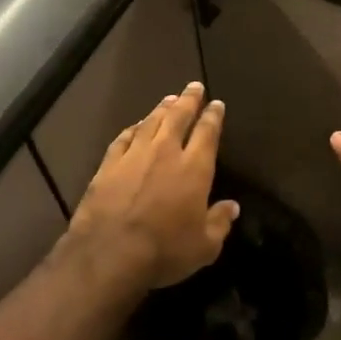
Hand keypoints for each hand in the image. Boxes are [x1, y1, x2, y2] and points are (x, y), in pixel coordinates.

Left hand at [66, 82, 238, 288]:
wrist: (109, 253)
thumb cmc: (164, 251)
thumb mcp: (204, 246)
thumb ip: (219, 223)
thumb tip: (232, 207)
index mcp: (194, 168)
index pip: (207, 133)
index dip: (213, 116)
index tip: (216, 104)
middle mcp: (165, 152)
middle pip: (178, 117)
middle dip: (188, 100)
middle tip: (194, 86)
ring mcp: (134, 155)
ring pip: (151, 122)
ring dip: (162, 109)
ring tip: (169, 99)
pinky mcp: (109, 164)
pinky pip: (124, 138)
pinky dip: (133, 129)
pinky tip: (136, 126)